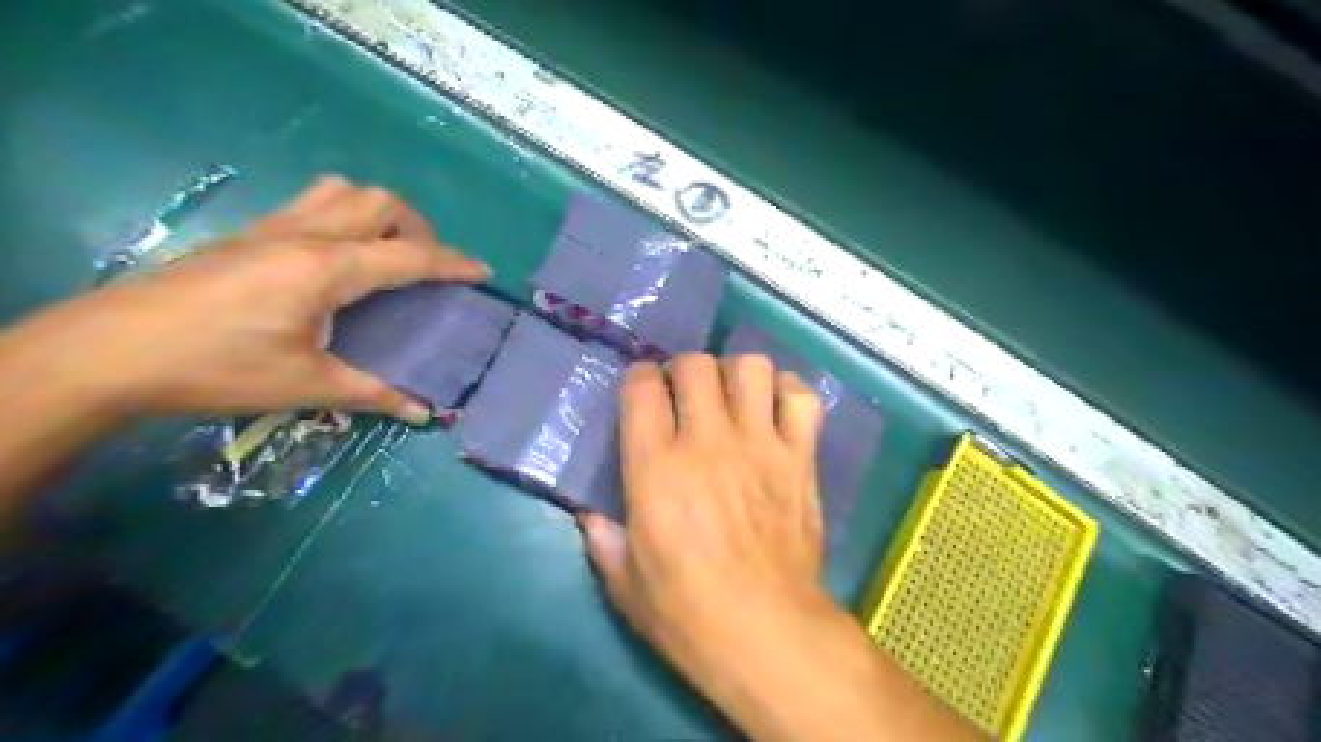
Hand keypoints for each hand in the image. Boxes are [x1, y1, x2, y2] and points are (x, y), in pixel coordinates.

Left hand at [26, 174, 488, 422]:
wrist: (110, 351)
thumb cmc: (218, 367)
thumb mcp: (306, 386)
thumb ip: (374, 393)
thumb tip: (424, 412)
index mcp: (328, 268)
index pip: (409, 257)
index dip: (452, 263)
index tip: (482, 271)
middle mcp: (306, 235)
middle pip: (380, 202)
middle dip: (418, 229)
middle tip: (426, 267)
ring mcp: (273, 228)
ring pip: (343, 191)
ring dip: (378, 214)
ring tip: (386, 253)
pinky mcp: (248, 234)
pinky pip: (312, 203)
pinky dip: (345, 217)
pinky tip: (338, 259)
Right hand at [578, 349, 822, 681]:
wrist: (767, 633)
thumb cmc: (687, 613)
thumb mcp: (625, 583)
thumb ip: (603, 540)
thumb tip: (590, 516)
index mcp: (656, 467)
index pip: (642, 386)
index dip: (639, 379)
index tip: (643, 394)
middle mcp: (708, 442)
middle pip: (695, 364)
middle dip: (684, 370)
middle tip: (686, 396)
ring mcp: (760, 445)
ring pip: (750, 368)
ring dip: (736, 375)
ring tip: (732, 398)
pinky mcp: (800, 458)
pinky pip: (801, 398)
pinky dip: (788, 394)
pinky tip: (775, 411)